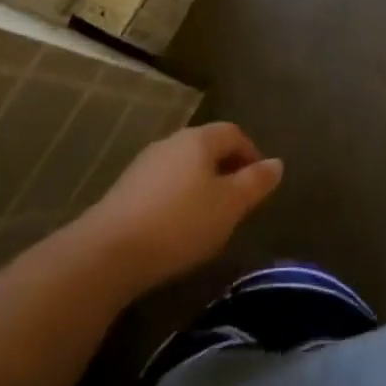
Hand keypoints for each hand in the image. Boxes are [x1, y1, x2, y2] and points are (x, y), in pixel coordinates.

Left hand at [79, 123, 283, 293]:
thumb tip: (277, 163)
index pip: (234, 133)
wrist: (108, 252)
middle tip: (238, 202)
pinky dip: (178, 198)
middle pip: (207, 147)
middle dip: (226, 169)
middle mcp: (171, 142)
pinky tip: (177, 227)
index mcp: (199, 139)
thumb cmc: (181, 223)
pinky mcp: (125, 190)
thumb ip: (256, 182)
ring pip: (184, 167)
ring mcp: (144, 164)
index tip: (259, 184)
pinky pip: (164, 185)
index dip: (251, 153)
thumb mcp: (230, 205)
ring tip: (210, 218)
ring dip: (201, 185)